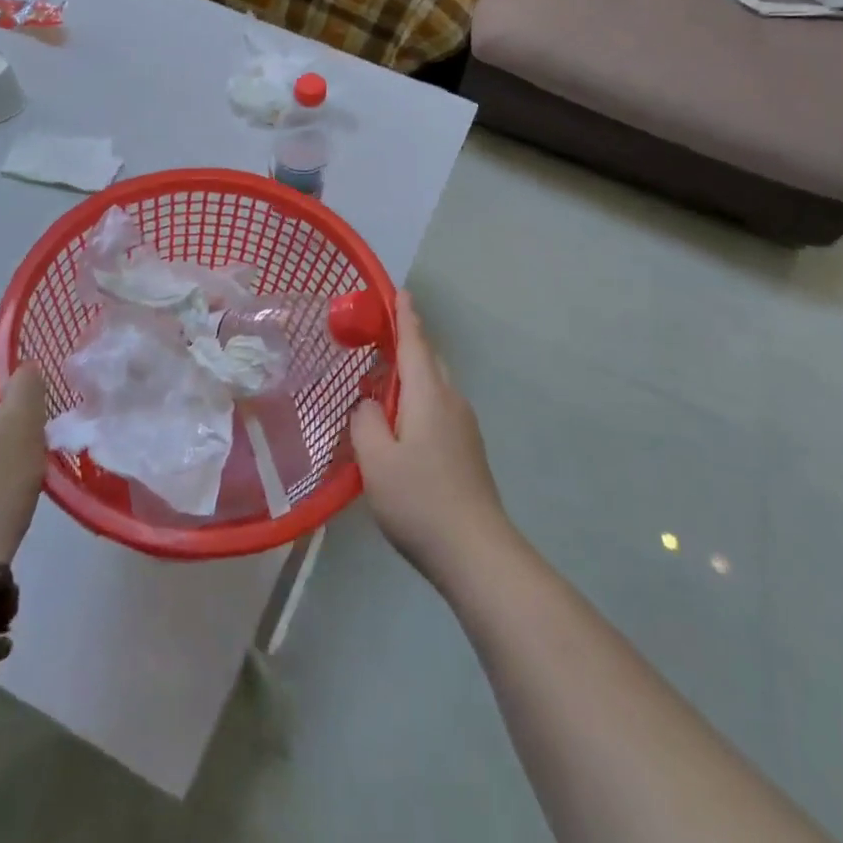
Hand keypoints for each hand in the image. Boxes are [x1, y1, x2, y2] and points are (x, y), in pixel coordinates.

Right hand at [350, 291, 513, 586]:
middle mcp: (451, 400)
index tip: (400, 291)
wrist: (476, 551)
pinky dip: (418, 399)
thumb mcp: (376, 460)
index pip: (414, 342)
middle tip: (378, 339)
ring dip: (411, 375)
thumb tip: (370, 404)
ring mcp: (464, 425)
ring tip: (382, 383)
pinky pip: (439, 407)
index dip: (405, 316)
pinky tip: (401, 424)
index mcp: (428, 394)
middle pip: (428, 360)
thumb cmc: (420, 500)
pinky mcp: (468, 449)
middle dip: (407, 344)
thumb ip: (365, 421)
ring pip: (435, 385)